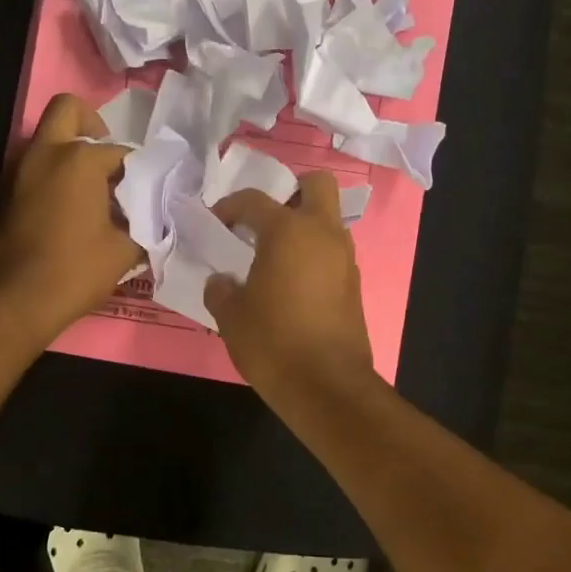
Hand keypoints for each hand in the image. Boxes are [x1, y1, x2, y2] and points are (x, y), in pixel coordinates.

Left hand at [0, 93, 141, 342]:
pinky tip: (71, 209)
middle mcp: (45, 153)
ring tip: (94, 191)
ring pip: (47, 139)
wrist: (13, 302)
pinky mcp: (5, 193)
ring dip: (70, 152)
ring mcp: (19, 170)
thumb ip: (143, 223)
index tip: (149, 192)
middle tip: (108, 161)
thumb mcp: (124, 250)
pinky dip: (54, 174)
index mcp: (78, 159)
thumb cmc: (74, 271)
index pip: (121, 151)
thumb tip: (152, 215)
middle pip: (69, 110)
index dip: (140, 171)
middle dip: (92, 126)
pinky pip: (35, 167)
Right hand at [205, 172, 373, 393]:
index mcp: (288, 231)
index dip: (230, 207)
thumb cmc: (272, 341)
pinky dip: (314, 256)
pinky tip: (292, 284)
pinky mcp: (354, 285)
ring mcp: (344, 258)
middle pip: (317, 185)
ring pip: (329, 221)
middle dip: (291, 192)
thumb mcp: (230, 315)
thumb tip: (222, 281)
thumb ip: (221, 289)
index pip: (255, 200)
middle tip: (265, 220)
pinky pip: (333, 253)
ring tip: (275, 256)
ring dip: (304, 227)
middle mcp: (323, 234)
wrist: (326, 385)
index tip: (216, 223)